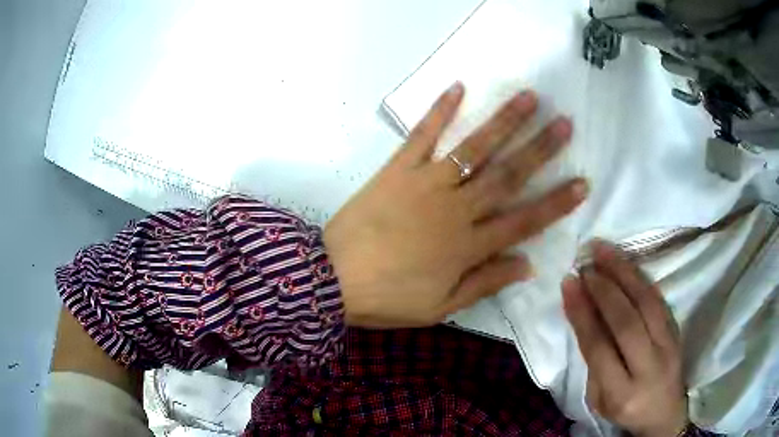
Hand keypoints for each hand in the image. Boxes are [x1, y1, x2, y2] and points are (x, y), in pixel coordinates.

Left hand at [324, 82, 587, 327]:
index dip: (556, 203)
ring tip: (529, 98)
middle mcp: (455, 208)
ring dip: (504, 121)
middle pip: (507, 175)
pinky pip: (421, 135)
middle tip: (565, 125)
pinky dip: (439, 110)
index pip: (524, 221)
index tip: (582, 183)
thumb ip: (485, 283)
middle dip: (541, 149)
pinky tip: (458, 87)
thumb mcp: (441, 307)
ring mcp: (426, 183)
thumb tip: (527, 264)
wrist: (331, 279)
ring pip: (474, 148)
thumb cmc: (387, 298)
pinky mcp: (397, 169)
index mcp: (468, 246)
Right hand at [562, 240, 688, 436]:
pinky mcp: (677, 332)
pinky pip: (659, 300)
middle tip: (585, 265)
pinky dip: (640, 278)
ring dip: (624, 272)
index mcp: (621, 394)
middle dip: (603, 289)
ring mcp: (668, 347)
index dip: (583, 314)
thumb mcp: (599, 401)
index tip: (569, 284)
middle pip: (626, 322)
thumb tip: (586, 317)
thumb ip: (594, 364)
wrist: (665, 414)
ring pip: (647, 303)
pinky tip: (626, 264)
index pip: (599, 347)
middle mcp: (648, 368)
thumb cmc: (625, 411)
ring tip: (603, 250)